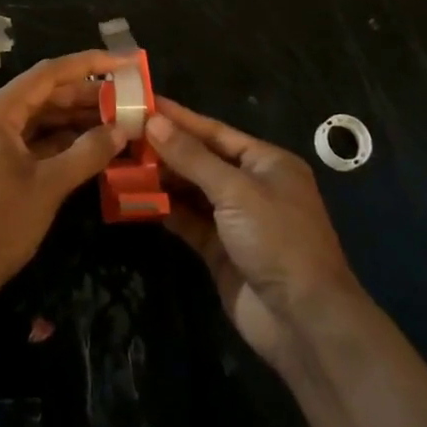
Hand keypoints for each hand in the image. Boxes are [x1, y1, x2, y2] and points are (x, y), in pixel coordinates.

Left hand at [0, 50, 128, 305]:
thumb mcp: (47, 187)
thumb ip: (86, 153)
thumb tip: (121, 130)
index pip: (48, 74)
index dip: (88, 65)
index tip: (123, 62)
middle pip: (42, 96)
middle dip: (85, 97)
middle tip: (127, 99)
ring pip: (36, 122)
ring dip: (73, 122)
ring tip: (114, 123)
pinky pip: (27, 144)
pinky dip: (57, 145)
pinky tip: (87, 150)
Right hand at [147, 97, 359, 370]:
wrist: (304, 323)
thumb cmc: (277, 240)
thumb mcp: (235, 191)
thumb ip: (192, 157)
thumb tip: (153, 121)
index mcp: (267, 162)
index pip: (214, 131)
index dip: (178, 118)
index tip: (142, 103)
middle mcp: (252, 186)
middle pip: (201, 159)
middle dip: (165, 148)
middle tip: (122, 134)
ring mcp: (236, 220)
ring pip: (192, 191)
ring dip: (161, 178)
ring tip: (122, 162)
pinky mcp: (221, 250)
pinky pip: (188, 221)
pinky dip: (165, 209)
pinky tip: (136, 198)